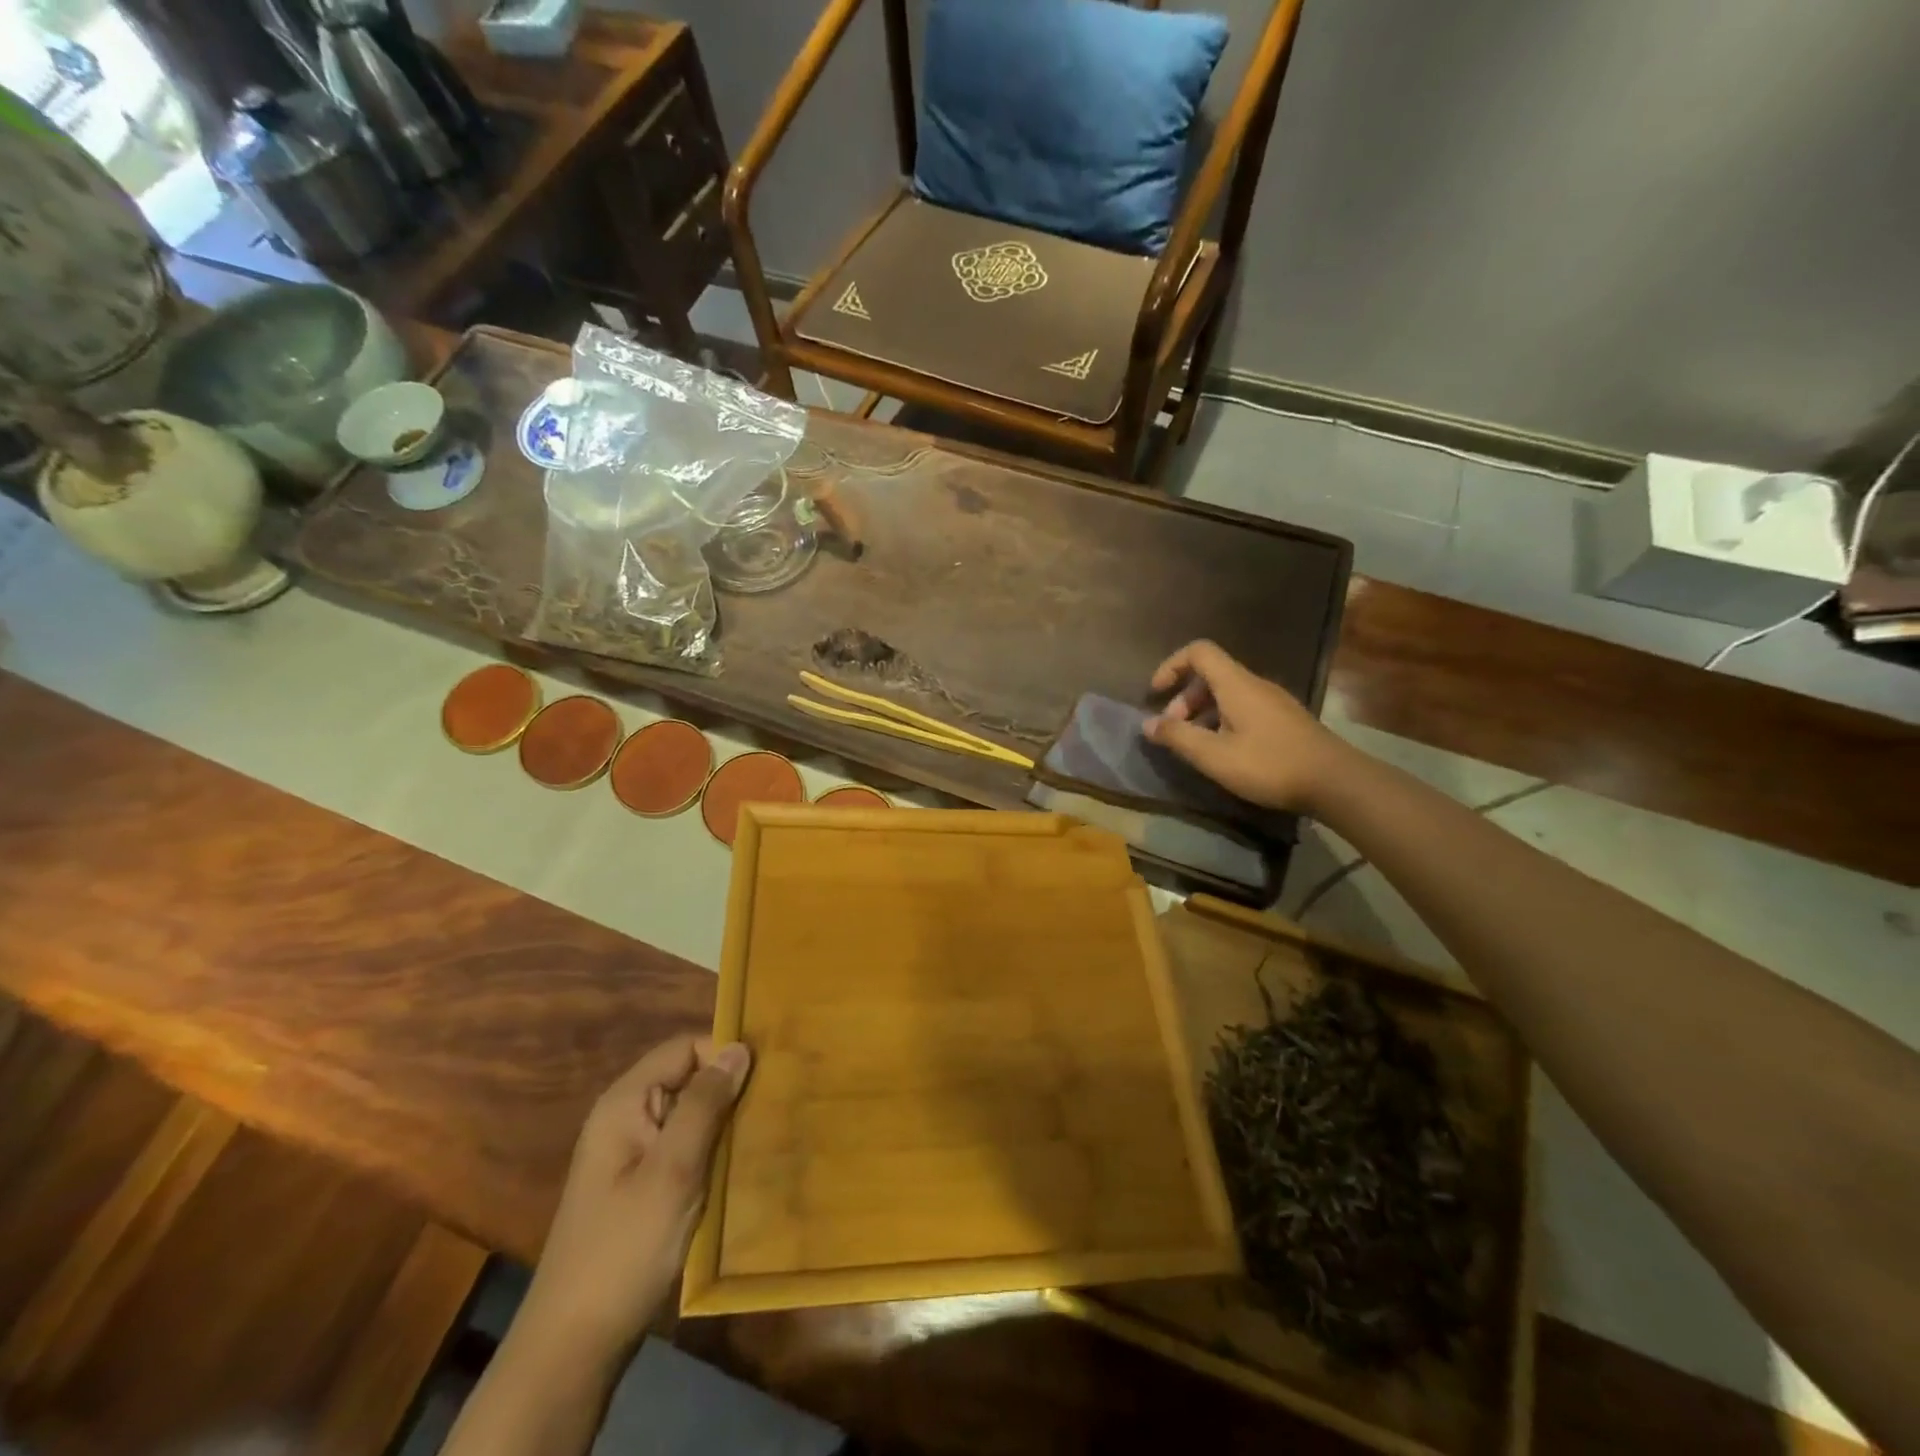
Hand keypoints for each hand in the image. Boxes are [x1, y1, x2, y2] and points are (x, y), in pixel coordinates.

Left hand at [519, 1035, 751, 1363]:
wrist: (574, 1344)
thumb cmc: (625, 1247)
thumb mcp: (673, 1170)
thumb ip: (705, 1104)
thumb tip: (738, 1048)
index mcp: (624, 1103)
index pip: (683, 1048)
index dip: (723, 1054)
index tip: (766, 1076)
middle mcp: (625, 1118)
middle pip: (686, 1077)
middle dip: (728, 1089)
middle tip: (773, 1105)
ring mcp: (631, 1154)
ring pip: (689, 1114)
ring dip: (723, 1122)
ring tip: (765, 1133)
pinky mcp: (640, 1185)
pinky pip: (683, 1146)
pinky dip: (711, 1150)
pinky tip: (738, 1167)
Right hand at [1142, 640, 1345, 811]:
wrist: (1336, 782)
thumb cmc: (1269, 765)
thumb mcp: (1214, 756)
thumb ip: (1177, 737)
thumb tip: (1147, 724)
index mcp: (1236, 684)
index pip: (1199, 652)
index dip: (1172, 665)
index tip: (1156, 693)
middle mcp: (1255, 685)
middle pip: (1210, 675)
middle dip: (1184, 698)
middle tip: (1174, 731)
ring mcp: (1273, 702)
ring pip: (1227, 694)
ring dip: (1202, 713)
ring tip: (1195, 746)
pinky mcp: (1284, 720)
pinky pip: (1243, 708)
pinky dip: (1222, 722)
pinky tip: (1224, 753)